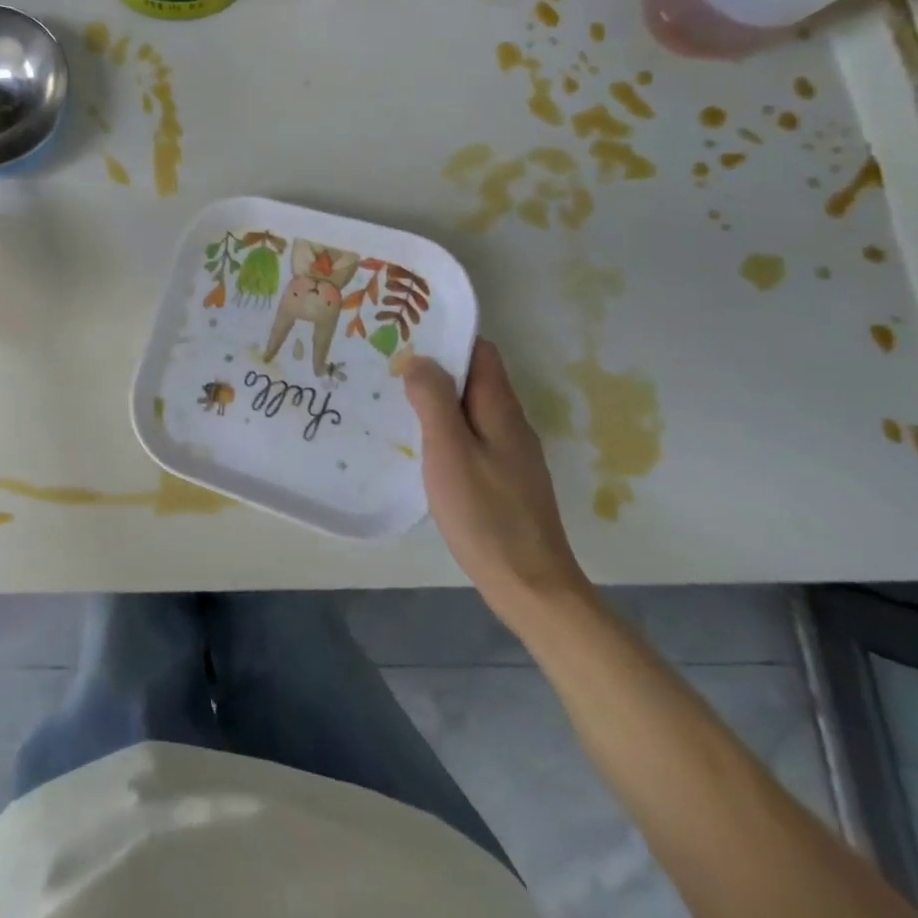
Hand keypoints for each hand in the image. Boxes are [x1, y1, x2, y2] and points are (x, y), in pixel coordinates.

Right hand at [405, 338, 591, 631]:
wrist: (530, 586)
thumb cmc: (486, 514)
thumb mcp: (450, 451)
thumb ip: (434, 401)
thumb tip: (420, 359)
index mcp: (501, 410)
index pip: (481, 352)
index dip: (448, 336)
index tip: (407, 330)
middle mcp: (510, 424)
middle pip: (474, 378)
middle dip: (435, 364)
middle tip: (387, 360)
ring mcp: (509, 453)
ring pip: (470, 407)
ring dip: (436, 396)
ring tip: (392, 393)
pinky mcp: (502, 478)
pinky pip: (470, 434)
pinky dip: (443, 425)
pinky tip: (417, 439)